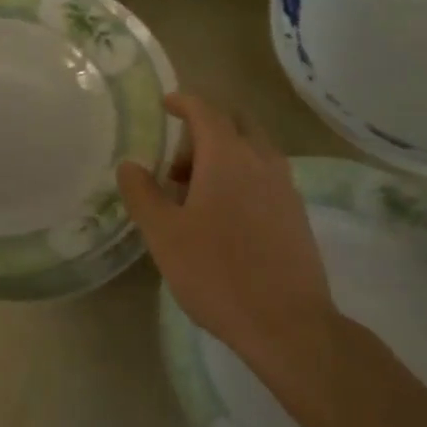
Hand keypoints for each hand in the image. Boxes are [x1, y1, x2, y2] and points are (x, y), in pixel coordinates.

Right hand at [117, 94, 334, 380]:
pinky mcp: (297, 213)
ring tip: (196, 196)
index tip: (166, 104)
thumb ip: (142, 193)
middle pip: (234, 123)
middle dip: (204, 130)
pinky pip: (265, 176)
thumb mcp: (164, 234)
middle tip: (177, 165)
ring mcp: (285, 186)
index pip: (205, 109)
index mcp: (227, 155)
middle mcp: (261, 160)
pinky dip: (242, 177)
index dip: (183, 101)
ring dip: (223, 156)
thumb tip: (130, 165)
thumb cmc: (217, 273)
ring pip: (252, 150)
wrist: (288, 324)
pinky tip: (225, 218)